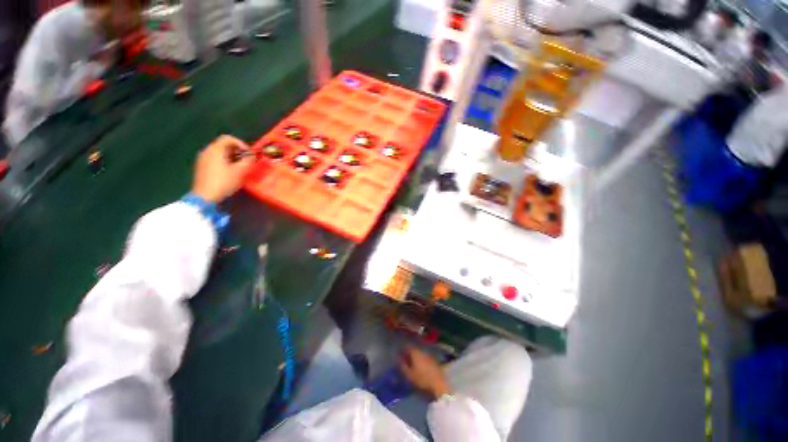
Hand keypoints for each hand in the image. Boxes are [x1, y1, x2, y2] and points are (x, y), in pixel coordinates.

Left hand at [192, 135, 253, 202]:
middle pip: (223, 145)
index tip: (249, 153)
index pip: (229, 138)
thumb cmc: (223, 182)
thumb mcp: (240, 171)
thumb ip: (248, 161)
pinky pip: (215, 159)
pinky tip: (230, 172)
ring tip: (240, 167)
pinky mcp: (201, 167)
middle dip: (237, 151)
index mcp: (215, 149)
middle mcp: (207, 150)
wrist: (204, 196)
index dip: (241, 144)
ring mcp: (202, 159)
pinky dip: (224, 162)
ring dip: (231, 157)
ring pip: (219, 153)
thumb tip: (252, 156)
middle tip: (246, 161)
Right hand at [399, 346, 450, 399]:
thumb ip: (402, 365)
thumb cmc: (422, 381)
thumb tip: (398, 358)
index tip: (399, 355)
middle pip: (414, 350)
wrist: (439, 387)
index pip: (407, 347)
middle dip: (409, 354)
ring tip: (412, 365)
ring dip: (416, 357)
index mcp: (416, 353)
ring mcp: (430, 356)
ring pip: (420, 354)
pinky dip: (422, 361)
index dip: (403, 350)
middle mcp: (423, 352)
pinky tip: (421, 368)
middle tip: (405, 360)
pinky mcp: (435, 362)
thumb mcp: (409, 375)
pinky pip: (426, 359)